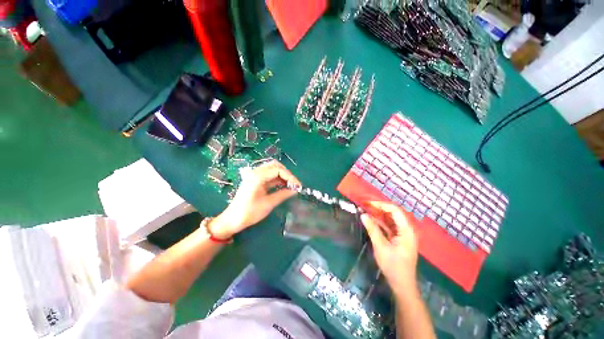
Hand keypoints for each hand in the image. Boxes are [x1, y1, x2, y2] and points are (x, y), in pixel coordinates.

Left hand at [210, 160, 300, 238]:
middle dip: (287, 174)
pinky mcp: (255, 179)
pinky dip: (278, 178)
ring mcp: (254, 175)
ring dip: (283, 175)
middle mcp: (255, 172)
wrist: (232, 220)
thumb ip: (283, 194)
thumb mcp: (268, 204)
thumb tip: (295, 190)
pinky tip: (284, 186)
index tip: (298, 186)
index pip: (278, 170)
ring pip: (273, 169)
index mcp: (257, 177)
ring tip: (291, 185)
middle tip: (295, 184)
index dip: (290, 176)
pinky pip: (269, 175)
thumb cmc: (249, 213)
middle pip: (275, 165)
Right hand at [361, 201, 418, 296]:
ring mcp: (403, 235)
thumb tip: (363, 214)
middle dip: (379, 208)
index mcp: (406, 231)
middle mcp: (407, 230)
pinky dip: (381, 223)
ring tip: (367, 210)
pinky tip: (372, 221)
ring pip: (391, 220)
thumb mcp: (381, 246)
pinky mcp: (399, 239)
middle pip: (394, 214)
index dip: (381, 205)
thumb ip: (372, 229)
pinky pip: (389, 226)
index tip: (368, 204)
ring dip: (379, 215)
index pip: (395, 211)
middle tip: (366, 206)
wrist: (402, 285)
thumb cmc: (393, 266)